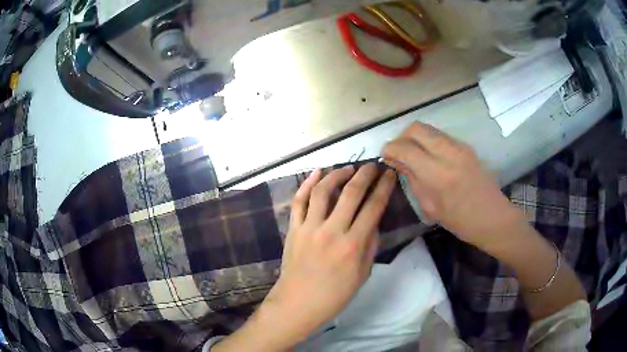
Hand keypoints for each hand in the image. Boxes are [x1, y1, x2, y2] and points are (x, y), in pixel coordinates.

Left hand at [264, 164, 396, 344]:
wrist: (298, 303)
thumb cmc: (334, 295)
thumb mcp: (363, 274)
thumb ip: (370, 245)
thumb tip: (373, 220)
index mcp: (353, 245)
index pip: (373, 207)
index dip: (384, 187)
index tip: (389, 174)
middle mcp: (332, 231)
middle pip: (351, 193)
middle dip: (365, 174)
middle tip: (372, 165)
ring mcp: (309, 228)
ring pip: (323, 191)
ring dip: (337, 174)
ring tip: (348, 168)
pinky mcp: (294, 228)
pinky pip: (299, 201)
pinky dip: (307, 184)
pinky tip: (317, 172)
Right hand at [382, 122, 523, 247]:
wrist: (492, 217)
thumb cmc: (460, 221)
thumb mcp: (430, 206)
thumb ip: (412, 179)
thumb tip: (396, 161)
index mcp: (437, 174)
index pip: (405, 148)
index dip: (390, 149)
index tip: (384, 156)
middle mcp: (448, 153)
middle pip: (416, 128)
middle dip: (401, 137)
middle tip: (398, 153)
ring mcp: (459, 146)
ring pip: (428, 129)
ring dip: (415, 138)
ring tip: (412, 154)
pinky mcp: (466, 146)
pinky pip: (440, 136)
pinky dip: (428, 141)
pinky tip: (428, 157)